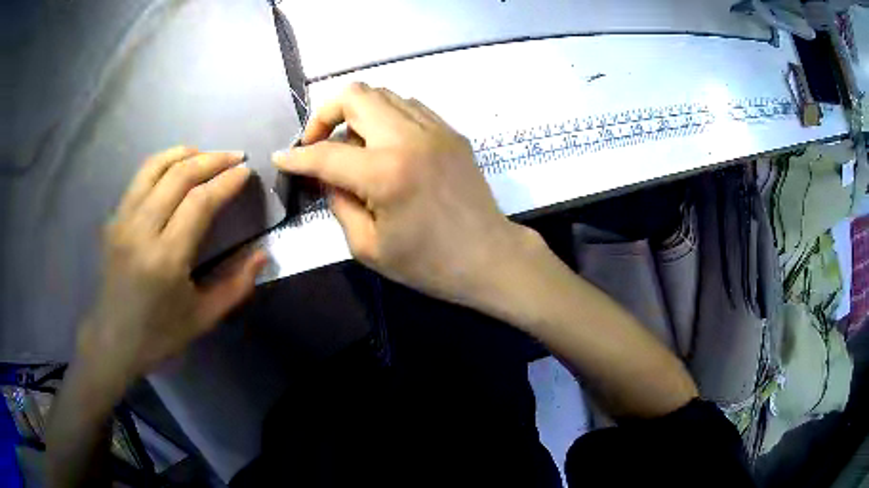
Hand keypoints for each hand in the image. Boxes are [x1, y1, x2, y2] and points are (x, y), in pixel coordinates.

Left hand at [79, 147, 266, 379]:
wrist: (113, 340)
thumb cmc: (159, 334)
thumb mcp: (203, 318)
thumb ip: (236, 286)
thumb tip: (262, 254)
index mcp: (166, 259)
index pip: (200, 202)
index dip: (226, 181)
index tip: (246, 171)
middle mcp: (141, 231)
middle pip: (179, 176)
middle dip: (211, 159)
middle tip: (235, 157)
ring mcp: (123, 220)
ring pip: (155, 167)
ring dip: (185, 153)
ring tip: (206, 154)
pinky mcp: (114, 219)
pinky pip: (140, 178)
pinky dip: (162, 162)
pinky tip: (176, 166)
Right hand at [273, 83, 536, 305]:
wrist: (489, 256)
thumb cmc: (429, 264)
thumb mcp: (368, 247)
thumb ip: (338, 203)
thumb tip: (325, 175)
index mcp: (386, 173)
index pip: (326, 153)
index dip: (296, 157)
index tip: (281, 158)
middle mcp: (409, 137)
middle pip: (356, 94)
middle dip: (325, 114)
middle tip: (318, 143)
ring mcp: (435, 129)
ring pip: (382, 94)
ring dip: (356, 113)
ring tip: (352, 145)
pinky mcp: (451, 131)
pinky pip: (407, 106)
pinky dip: (384, 116)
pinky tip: (383, 144)